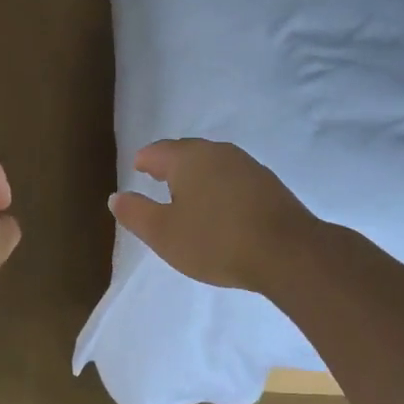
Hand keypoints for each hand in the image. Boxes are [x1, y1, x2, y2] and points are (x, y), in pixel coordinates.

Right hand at [108, 139, 315, 293]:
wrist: (287, 252)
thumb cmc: (215, 241)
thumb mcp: (164, 234)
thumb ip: (136, 213)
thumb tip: (116, 197)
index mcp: (188, 158)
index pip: (158, 151)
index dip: (144, 161)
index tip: (137, 169)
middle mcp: (218, 153)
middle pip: (187, 153)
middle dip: (170, 164)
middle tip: (158, 178)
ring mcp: (248, 166)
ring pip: (213, 165)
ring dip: (197, 176)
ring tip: (188, 195)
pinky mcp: (269, 185)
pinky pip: (233, 179)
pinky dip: (220, 188)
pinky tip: (220, 208)